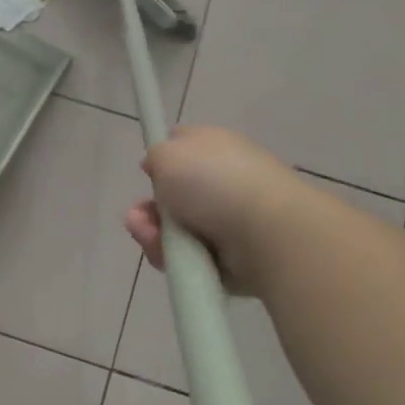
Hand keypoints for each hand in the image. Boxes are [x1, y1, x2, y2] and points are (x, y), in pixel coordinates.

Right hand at [123, 125, 308, 287]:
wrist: (265, 232)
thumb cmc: (214, 181)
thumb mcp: (167, 152)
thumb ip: (156, 156)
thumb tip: (159, 168)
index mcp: (216, 146)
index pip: (184, 146)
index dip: (162, 159)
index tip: (147, 173)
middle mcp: (225, 180)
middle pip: (174, 195)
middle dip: (150, 208)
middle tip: (139, 217)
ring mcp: (231, 219)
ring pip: (177, 229)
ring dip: (155, 235)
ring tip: (152, 239)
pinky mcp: (234, 256)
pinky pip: (192, 256)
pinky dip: (177, 258)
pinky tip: (170, 257)